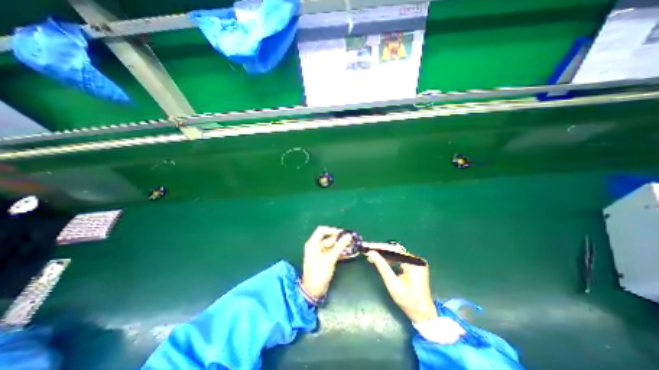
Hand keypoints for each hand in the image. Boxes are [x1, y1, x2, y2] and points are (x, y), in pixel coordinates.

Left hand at [301, 226, 351, 300]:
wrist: (313, 291)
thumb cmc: (318, 274)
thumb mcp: (330, 259)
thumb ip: (340, 246)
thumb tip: (349, 236)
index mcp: (313, 244)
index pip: (322, 231)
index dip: (332, 230)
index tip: (343, 233)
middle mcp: (316, 246)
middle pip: (329, 239)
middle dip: (341, 239)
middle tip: (352, 240)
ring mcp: (321, 253)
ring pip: (333, 246)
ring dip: (343, 246)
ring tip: (354, 246)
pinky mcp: (325, 259)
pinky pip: (334, 252)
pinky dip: (341, 253)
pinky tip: (351, 253)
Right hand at [366, 245, 436, 323]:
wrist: (423, 314)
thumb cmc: (408, 301)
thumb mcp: (392, 284)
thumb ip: (382, 266)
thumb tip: (371, 253)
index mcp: (414, 263)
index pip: (394, 250)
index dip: (380, 247)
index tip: (369, 247)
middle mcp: (417, 260)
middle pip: (396, 250)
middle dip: (381, 251)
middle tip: (369, 251)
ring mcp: (417, 263)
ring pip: (397, 254)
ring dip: (385, 255)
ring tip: (372, 256)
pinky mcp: (415, 266)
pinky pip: (400, 258)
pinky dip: (390, 259)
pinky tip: (382, 261)